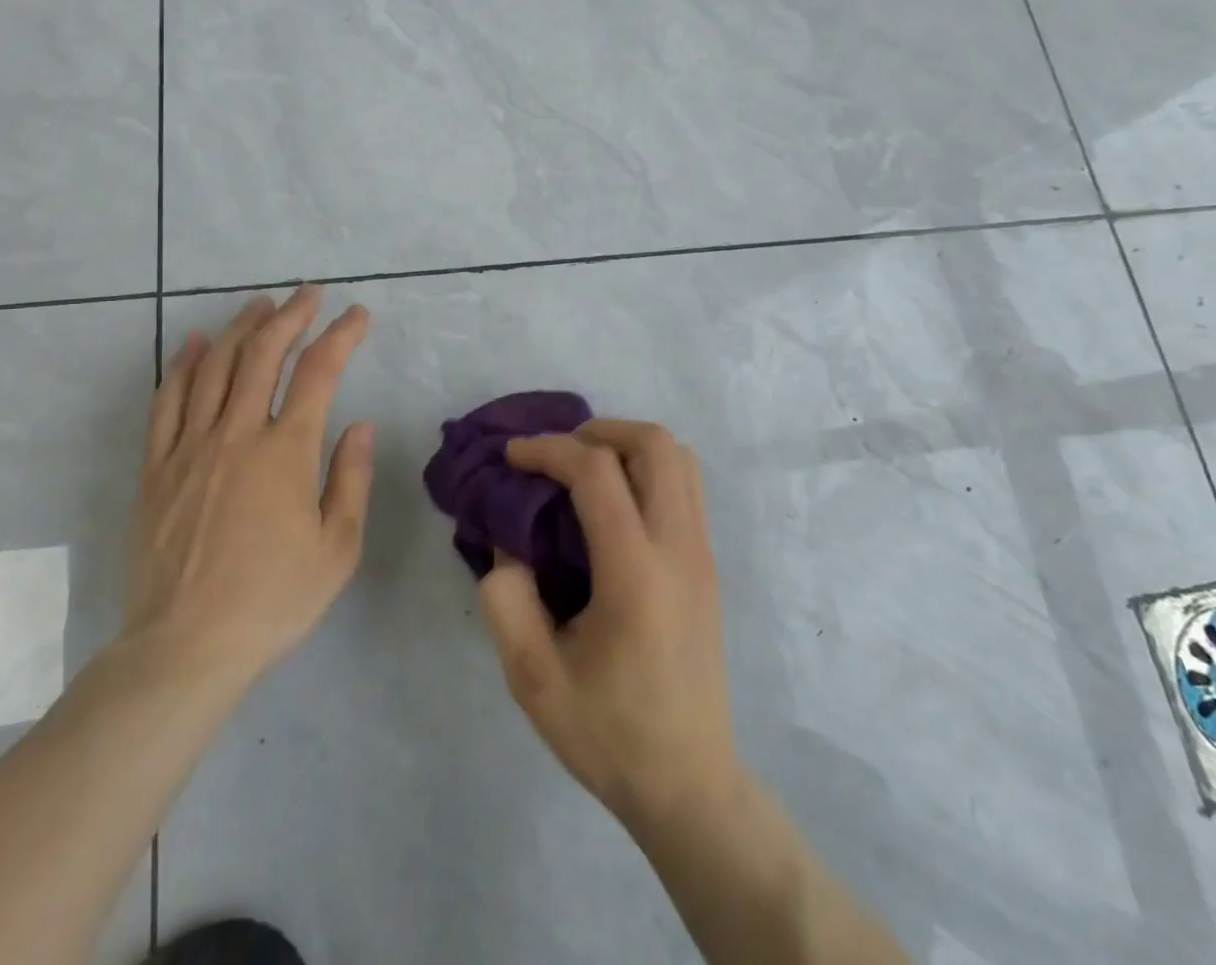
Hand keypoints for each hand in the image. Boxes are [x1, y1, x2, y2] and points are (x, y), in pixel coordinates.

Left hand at [122, 287, 374, 695]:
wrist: (184, 648)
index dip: (341, 335)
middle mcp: (237, 434)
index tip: (358, 315)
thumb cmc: (272, 601)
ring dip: (240, 328)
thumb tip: (360, 425)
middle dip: (290, 315)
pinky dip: (181, 364)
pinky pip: (166, 401)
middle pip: (263, 354)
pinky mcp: (156, 467)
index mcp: (286, 452)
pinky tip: (192, 343)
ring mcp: (189, 447)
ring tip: (260, 306)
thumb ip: (351, 479)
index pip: (319, 372)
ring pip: (213, 366)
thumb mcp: (337, 549)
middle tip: (309, 294)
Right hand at [478, 419, 742, 830]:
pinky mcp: (708, 566)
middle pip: (656, 444)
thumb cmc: (609, 734)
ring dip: (628, 446)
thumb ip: (507, 599)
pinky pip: (685, 487)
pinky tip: (612, 506)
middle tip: (557, 455)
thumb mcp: (532, 678)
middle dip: (599, 430)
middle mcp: (679, 548)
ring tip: (584, 471)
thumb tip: (510, 545)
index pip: (597, 472)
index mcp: (635, 573)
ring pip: (680, 459)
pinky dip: (647, 471)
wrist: (690, 785)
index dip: (548, 449)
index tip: (512, 457)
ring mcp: (702, 554)